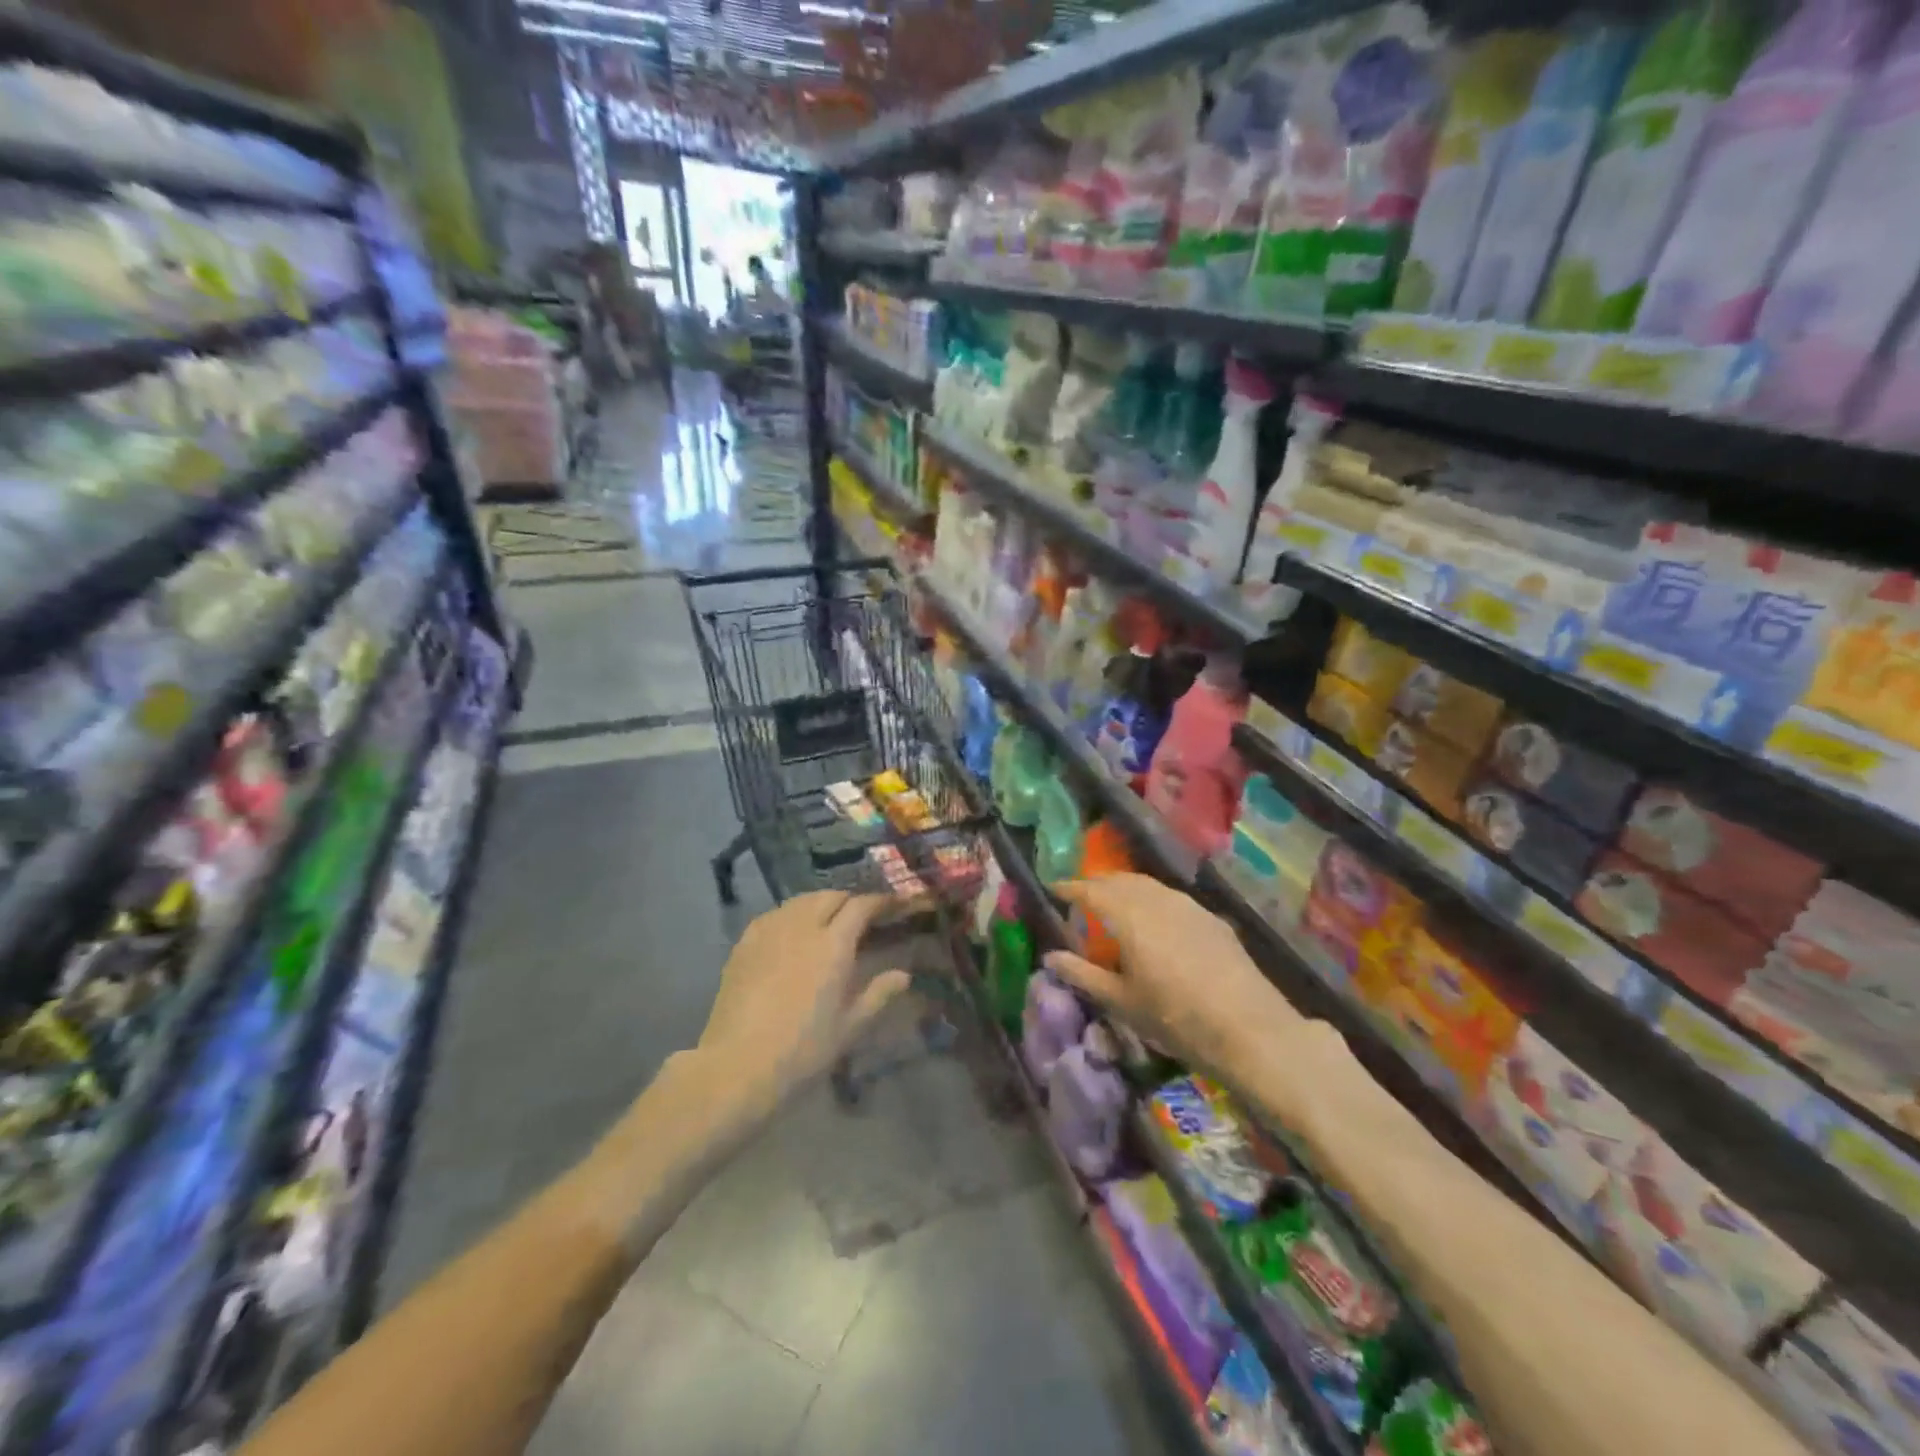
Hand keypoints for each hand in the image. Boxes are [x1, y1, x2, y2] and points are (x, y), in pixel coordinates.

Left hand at [696, 891, 910, 1110]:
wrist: (737, 1065)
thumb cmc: (802, 1049)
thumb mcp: (850, 1027)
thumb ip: (878, 994)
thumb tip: (902, 975)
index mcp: (834, 945)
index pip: (861, 906)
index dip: (879, 902)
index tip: (892, 906)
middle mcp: (802, 927)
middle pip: (830, 896)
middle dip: (849, 900)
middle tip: (860, 918)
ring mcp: (770, 931)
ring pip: (801, 901)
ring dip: (820, 904)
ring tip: (827, 922)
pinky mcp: (745, 942)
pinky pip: (775, 914)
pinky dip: (791, 915)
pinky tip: (792, 933)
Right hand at [1045, 874, 1307, 1084]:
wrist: (1249, 1029)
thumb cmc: (1175, 1018)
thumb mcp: (1121, 1001)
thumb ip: (1082, 974)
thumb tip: (1050, 957)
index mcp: (1129, 916)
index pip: (1091, 890)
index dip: (1070, 887)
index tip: (1053, 888)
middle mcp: (1157, 900)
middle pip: (1120, 880)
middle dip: (1097, 883)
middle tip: (1081, 896)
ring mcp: (1188, 906)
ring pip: (1148, 885)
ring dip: (1125, 888)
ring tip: (1114, 904)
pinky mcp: (1211, 918)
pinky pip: (1171, 898)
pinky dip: (1151, 900)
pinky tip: (1154, 921)